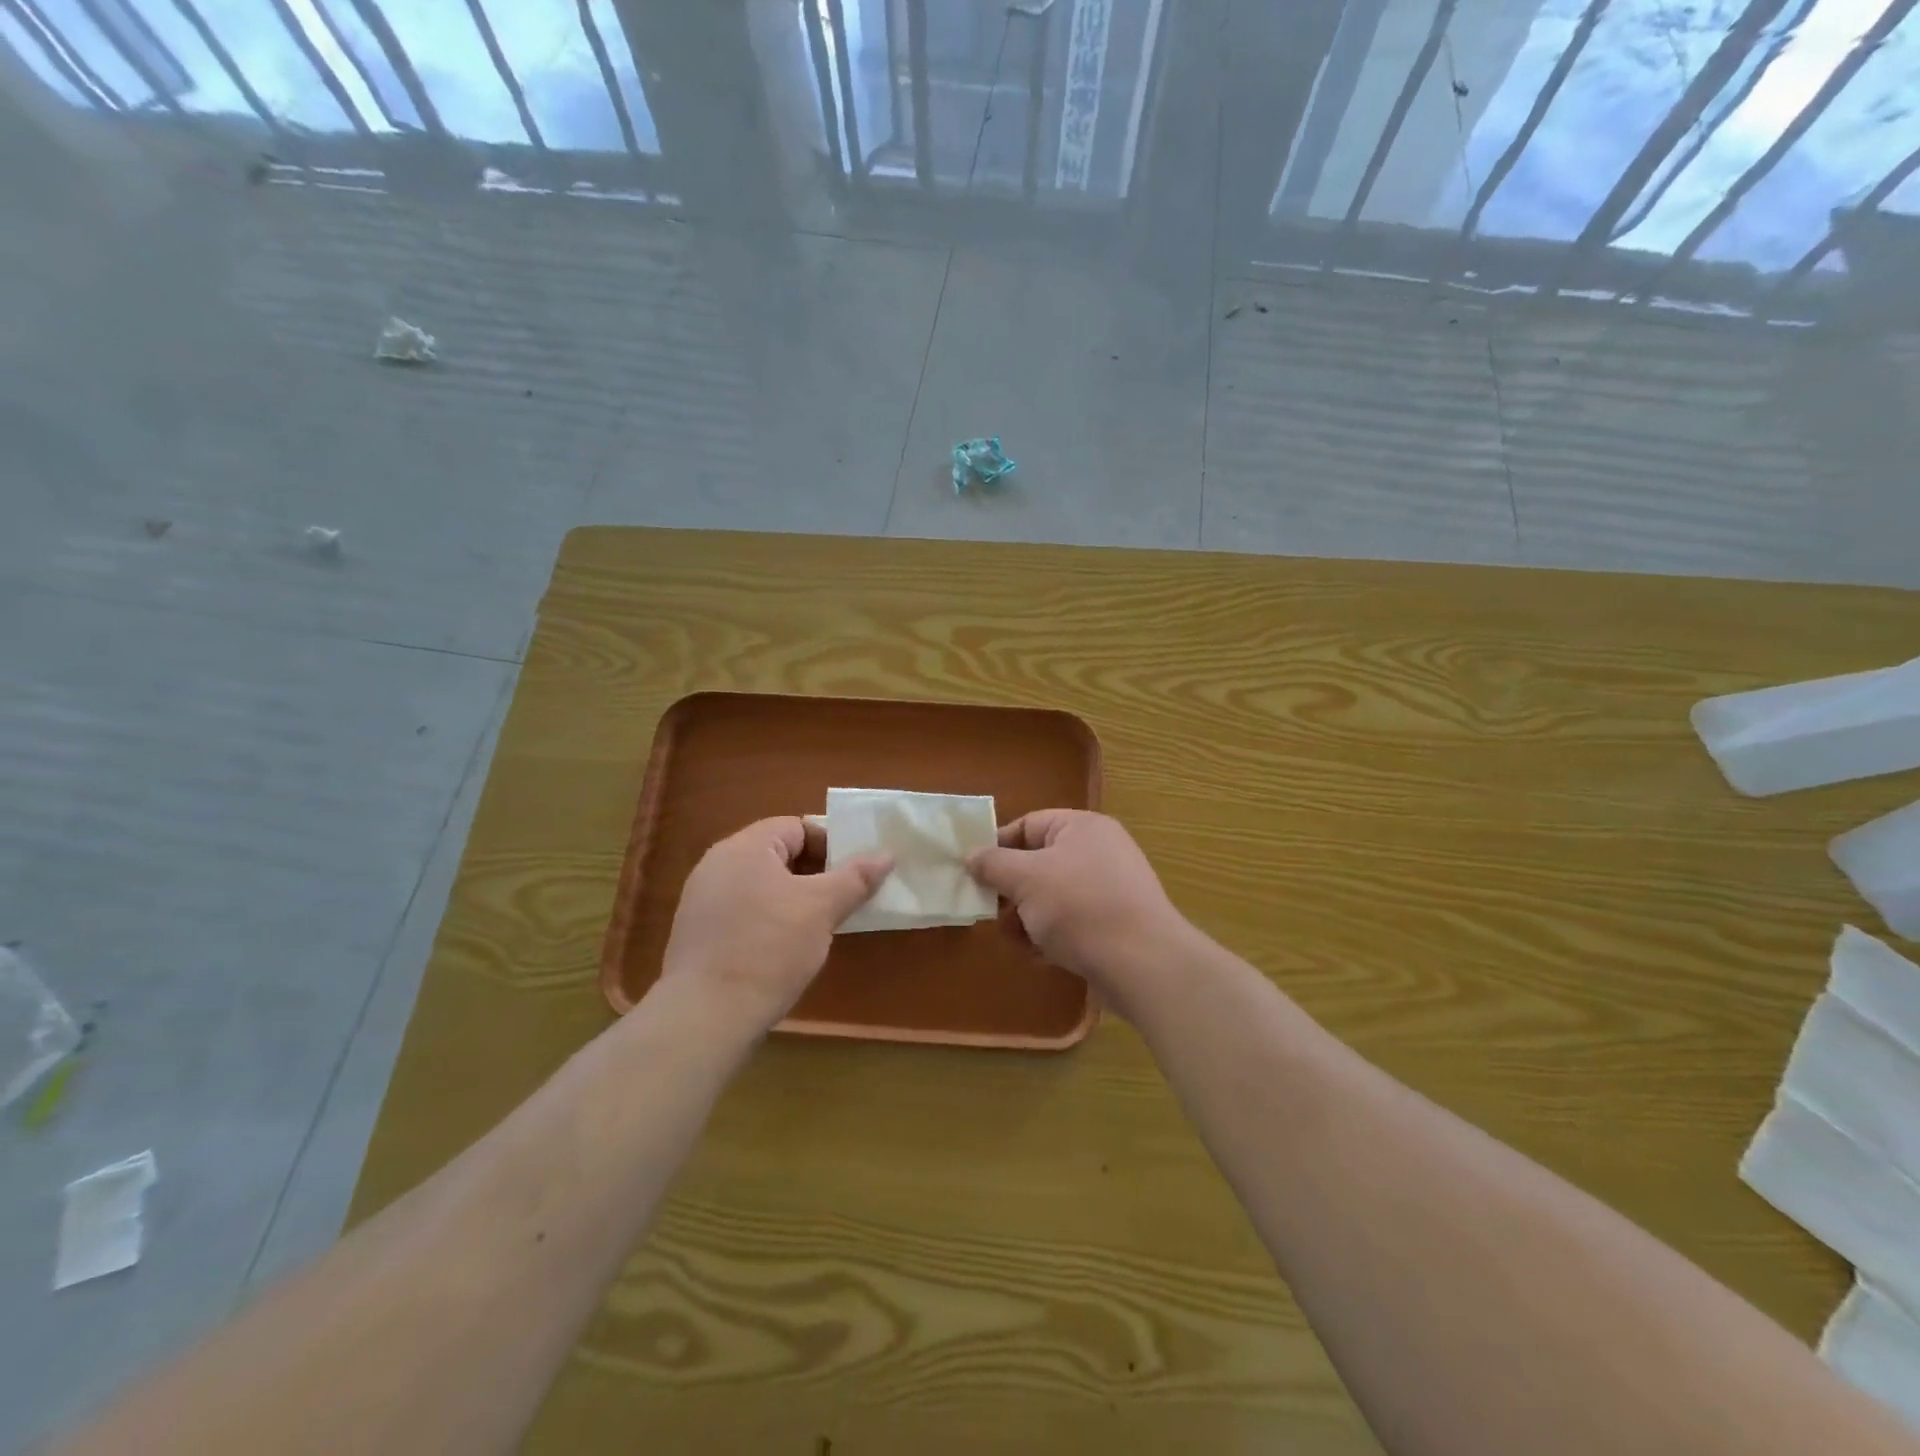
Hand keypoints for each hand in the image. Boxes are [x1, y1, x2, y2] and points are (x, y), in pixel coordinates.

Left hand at [659, 817, 891, 1032]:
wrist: (706, 1017)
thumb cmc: (769, 948)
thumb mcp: (822, 909)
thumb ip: (856, 877)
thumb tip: (887, 854)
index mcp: (744, 847)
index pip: (796, 827)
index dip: (831, 844)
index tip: (855, 872)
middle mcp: (718, 865)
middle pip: (779, 854)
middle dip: (816, 873)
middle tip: (845, 897)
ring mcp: (703, 900)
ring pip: (763, 886)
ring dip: (796, 898)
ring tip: (822, 924)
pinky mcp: (700, 934)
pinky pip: (745, 911)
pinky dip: (771, 919)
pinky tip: (788, 948)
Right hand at [968, 810, 1188, 1004]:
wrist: (1142, 964)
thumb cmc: (1079, 907)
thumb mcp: (1026, 879)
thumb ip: (993, 864)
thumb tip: (971, 854)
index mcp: (1081, 828)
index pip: (1028, 825)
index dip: (997, 847)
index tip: (973, 873)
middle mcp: (1098, 852)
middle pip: (1038, 863)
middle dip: (1011, 891)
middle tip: (990, 913)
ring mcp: (1109, 889)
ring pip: (1051, 897)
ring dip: (1027, 918)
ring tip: (1016, 940)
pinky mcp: (1113, 924)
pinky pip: (1071, 922)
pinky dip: (1051, 935)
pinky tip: (1040, 956)